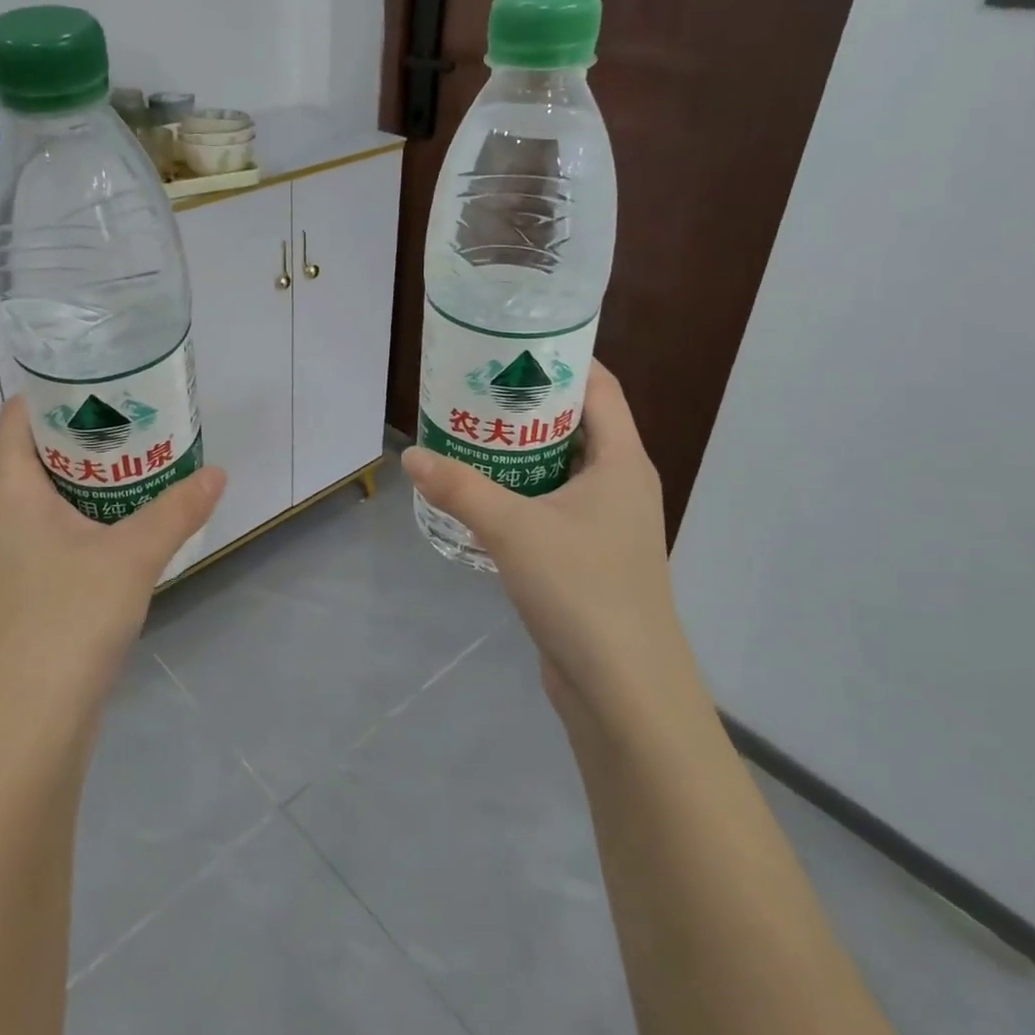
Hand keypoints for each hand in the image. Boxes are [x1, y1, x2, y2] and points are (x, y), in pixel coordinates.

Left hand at [0, 394, 224, 714]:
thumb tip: (218, 473)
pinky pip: (67, 532)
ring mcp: (18, 556)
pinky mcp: (36, 589)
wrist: (30, 725)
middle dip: (94, 432)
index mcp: (12, 492)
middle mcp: (7, 517)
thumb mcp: (131, 556)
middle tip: (146, 415)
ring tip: (152, 459)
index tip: (106, 377)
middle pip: (44, 453)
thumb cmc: (67, 620)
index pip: (19, 417)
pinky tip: (140, 522)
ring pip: (59, 496)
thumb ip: (177, 510)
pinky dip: (99, 516)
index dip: (56, 390)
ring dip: (101, 477)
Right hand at [403, 361, 699, 731]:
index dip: (561, 358)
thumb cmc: (583, 591)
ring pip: (560, 467)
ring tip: (467, 431)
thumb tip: (410, 456)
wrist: (624, 690)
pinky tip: (479, 493)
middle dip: (526, 403)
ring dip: (519, 450)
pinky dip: (519, 490)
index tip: (510, 344)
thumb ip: (460, 488)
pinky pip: (551, 504)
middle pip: (575, 423)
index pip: (599, 387)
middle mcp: (619, 483)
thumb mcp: (514, 530)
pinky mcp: (587, 556)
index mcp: (621, 461)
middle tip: (473, 386)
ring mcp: (606, 523)